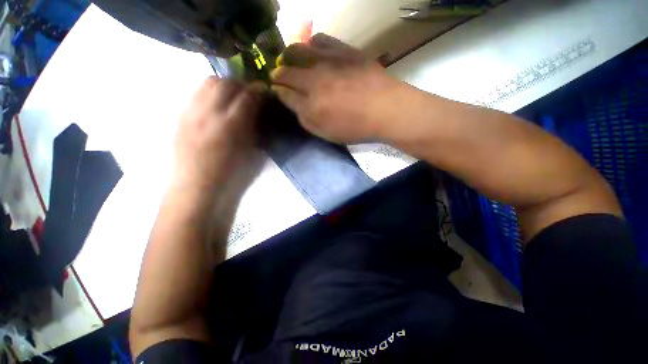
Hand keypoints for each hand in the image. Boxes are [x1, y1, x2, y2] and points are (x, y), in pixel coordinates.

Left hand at [173, 76, 260, 188]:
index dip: (258, 92)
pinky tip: (210, 108)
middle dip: (239, 85)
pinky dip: (207, 95)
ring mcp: (192, 114)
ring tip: (225, 98)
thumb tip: (259, 105)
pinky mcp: (181, 117)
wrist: (194, 190)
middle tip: (244, 95)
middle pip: (227, 82)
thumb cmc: (226, 178)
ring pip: (209, 82)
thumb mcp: (249, 153)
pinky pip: (196, 94)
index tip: (262, 95)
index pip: (249, 95)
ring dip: (221, 86)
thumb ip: (254, 124)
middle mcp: (209, 114)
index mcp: (230, 126)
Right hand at [270, 34, 405, 143]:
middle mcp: (313, 78)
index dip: (277, 90)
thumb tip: (287, 98)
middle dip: (278, 73)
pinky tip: (317, 50)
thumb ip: (303, 115)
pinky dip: (312, 43)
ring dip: (291, 55)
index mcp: (309, 103)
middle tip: (283, 75)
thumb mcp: (326, 131)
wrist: (390, 107)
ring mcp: (328, 61)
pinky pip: (319, 38)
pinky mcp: (343, 49)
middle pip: (283, 70)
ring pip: (296, 49)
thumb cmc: (359, 125)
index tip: (278, 89)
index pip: (282, 92)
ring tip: (297, 59)